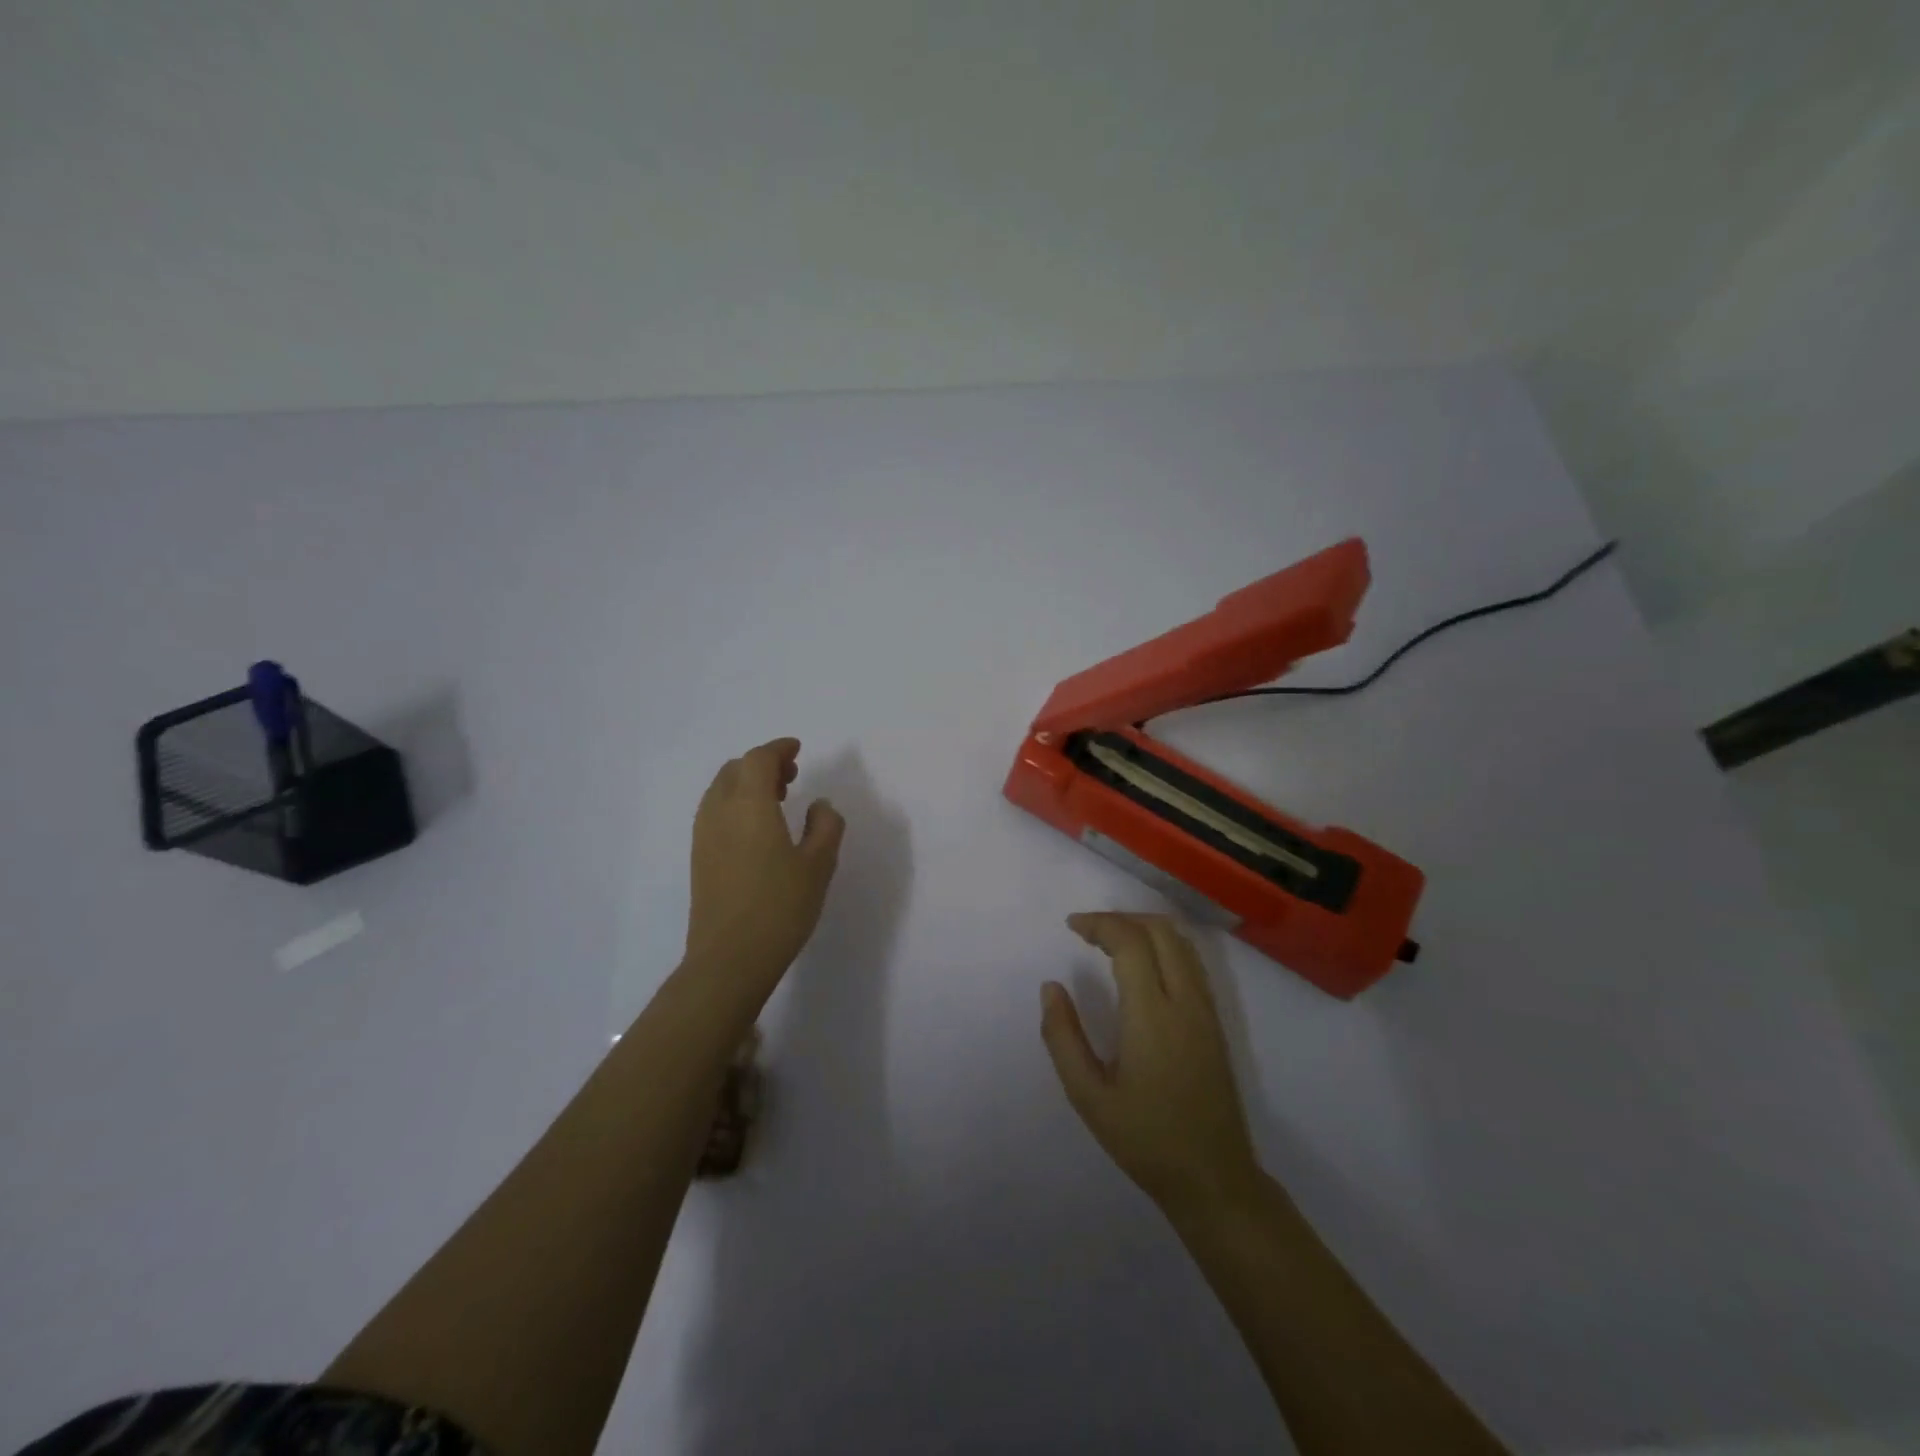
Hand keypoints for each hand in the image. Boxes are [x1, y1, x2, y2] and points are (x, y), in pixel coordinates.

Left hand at [686, 738, 844, 981]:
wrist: (729, 958)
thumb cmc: (780, 907)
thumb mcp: (819, 865)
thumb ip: (825, 826)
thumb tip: (820, 805)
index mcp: (750, 804)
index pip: (759, 759)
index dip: (778, 749)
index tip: (797, 750)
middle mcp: (720, 811)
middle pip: (735, 769)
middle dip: (762, 764)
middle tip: (791, 775)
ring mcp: (704, 835)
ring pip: (721, 790)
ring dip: (747, 784)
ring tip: (777, 800)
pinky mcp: (699, 857)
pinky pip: (715, 812)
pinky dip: (735, 804)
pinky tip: (757, 829)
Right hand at [1041, 913, 1260, 1213]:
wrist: (1213, 1177)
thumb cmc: (1145, 1139)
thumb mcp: (1088, 1095)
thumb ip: (1063, 1037)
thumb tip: (1051, 987)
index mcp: (1152, 1016)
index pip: (1130, 942)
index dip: (1099, 923)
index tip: (1071, 926)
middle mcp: (1185, 1002)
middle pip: (1159, 930)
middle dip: (1121, 919)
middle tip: (1088, 931)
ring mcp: (1206, 1010)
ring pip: (1181, 942)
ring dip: (1144, 928)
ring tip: (1110, 942)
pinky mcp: (1215, 1022)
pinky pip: (1192, 962)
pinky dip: (1164, 945)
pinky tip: (1142, 965)